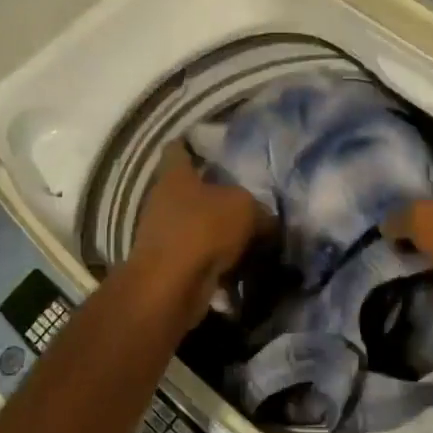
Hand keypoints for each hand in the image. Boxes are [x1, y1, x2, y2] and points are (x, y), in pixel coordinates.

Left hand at [125, 145, 270, 326]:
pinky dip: (221, 263)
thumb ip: (260, 211)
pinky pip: (202, 258)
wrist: (171, 287)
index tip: (218, 148)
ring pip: (200, 226)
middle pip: (194, 191)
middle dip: (220, 197)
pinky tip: (246, 269)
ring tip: (257, 239)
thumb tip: (268, 221)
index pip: (178, 149)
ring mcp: (164, 235)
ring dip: (223, 234)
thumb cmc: (204, 230)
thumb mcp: (246, 209)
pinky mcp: (171, 266)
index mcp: (175, 176)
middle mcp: (164, 201)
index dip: (195, 144)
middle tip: (253, 201)